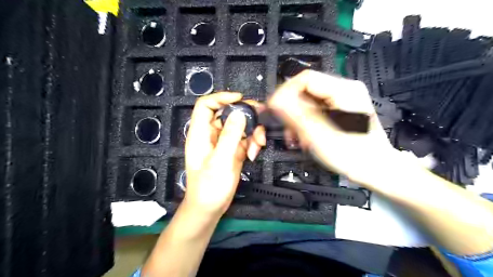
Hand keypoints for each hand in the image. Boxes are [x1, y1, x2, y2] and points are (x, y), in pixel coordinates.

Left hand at [182, 91, 265, 217]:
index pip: (206, 106)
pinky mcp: (233, 152)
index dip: (221, 98)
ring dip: (252, 132)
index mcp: (201, 133)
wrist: (210, 209)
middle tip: (261, 119)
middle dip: (245, 116)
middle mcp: (212, 135)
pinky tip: (254, 154)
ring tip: (259, 145)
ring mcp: (223, 143)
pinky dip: (252, 144)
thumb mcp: (220, 161)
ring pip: (240, 127)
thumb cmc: (209, 187)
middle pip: (228, 114)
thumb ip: (230, 136)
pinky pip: (245, 140)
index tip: (240, 99)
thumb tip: (239, 113)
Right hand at [268, 69, 397, 187]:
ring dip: (297, 118)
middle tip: (286, 128)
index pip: (304, 79)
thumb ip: (295, 115)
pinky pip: (316, 110)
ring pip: (308, 102)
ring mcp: (344, 100)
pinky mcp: (341, 109)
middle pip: (306, 90)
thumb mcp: (319, 134)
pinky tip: (305, 135)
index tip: (275, 108)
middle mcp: (345, 90)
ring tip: (296, 136)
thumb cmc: (355, 155)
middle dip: (291, 110)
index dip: (285, 92)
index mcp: (344, 91)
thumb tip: (276, 100)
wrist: (376, 168)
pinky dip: (306, 122)